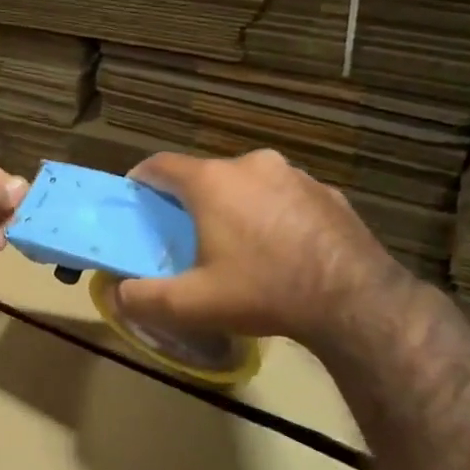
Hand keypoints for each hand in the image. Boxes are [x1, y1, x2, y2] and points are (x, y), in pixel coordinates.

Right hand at [114, 149, 405, 346]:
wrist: (354, 300)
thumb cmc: (263, 292)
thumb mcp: (191, 305)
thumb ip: (142, 298)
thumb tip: (115, 294)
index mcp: (212, 182)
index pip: (161, 165)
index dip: (141, 180)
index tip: (135, 199)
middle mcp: (252, 164)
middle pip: (206, 175)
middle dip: (190, 200)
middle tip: (185, 235)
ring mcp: (295, 174)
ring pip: (247, 184)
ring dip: (234, 206)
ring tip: (236, 245)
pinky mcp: (327, 192)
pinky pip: (284, 197)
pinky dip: (271, 214)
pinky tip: (279, 249)